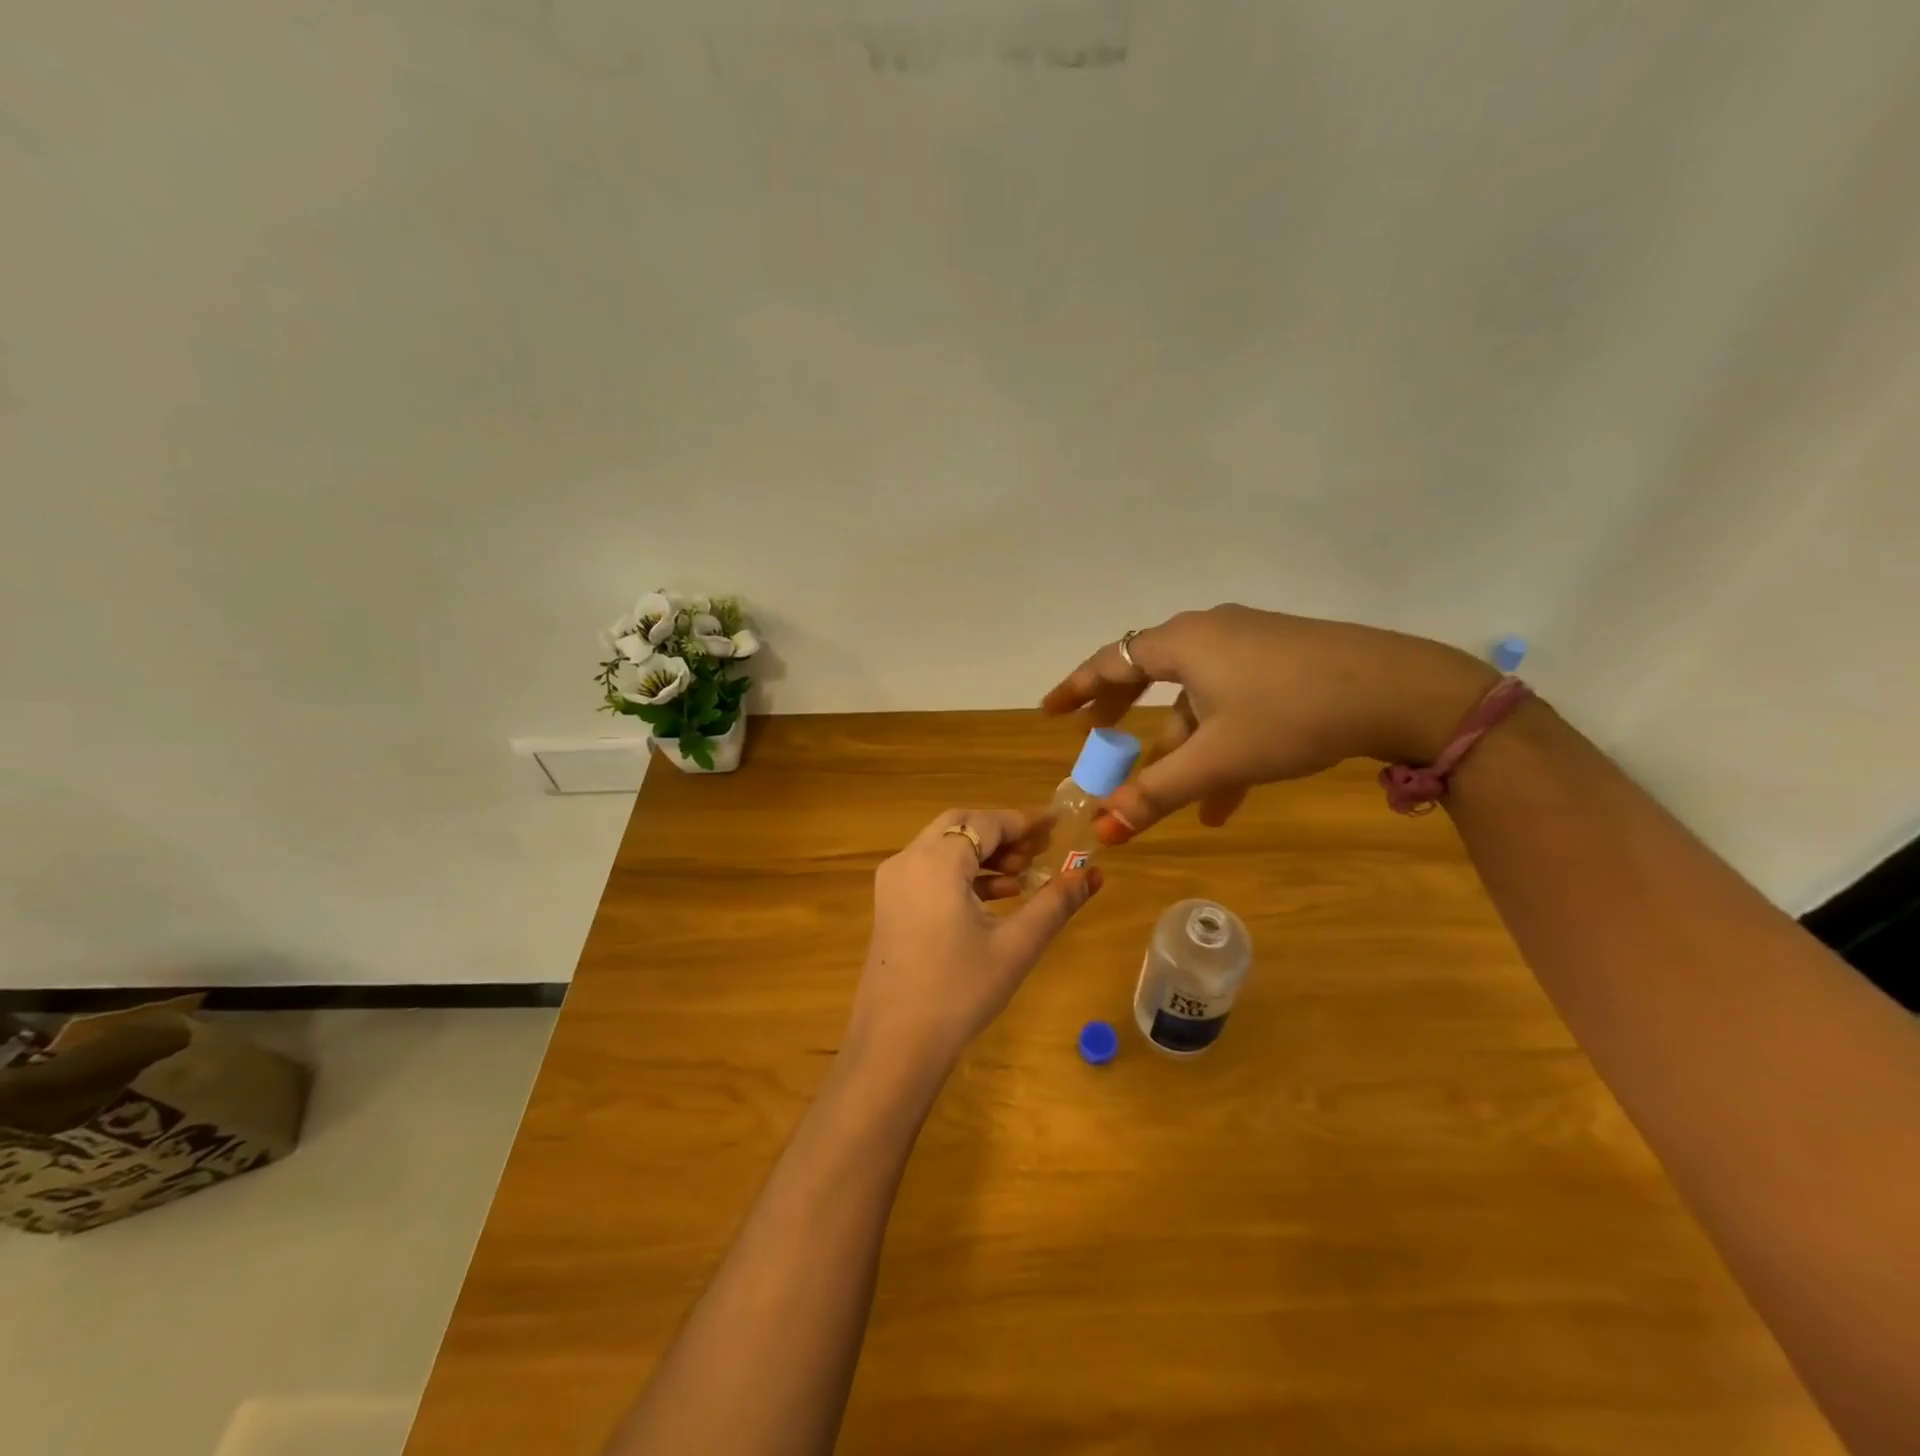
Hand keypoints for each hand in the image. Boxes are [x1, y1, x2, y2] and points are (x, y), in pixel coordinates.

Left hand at [844, 809, 1102, 1083]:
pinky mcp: (890, 904)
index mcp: (936, 861)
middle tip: (1041, 849)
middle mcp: (908, 860)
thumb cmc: (959, 991)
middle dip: (1002, 833)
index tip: (1058, 824)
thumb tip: (1092, 874)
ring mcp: (894, 882)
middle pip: (960, 824)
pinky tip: (996, 896)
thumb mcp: (1016, 945)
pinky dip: (963, 872)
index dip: (1024, 821)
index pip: (986, 823)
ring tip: (1025, 875)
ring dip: (983, 852)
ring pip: (943, 846)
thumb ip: (1055, 903)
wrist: (896, 1044)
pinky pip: (930, 870)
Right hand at [1042, 605, 1497, 840]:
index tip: (1051, 710)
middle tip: (1099, 740)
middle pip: (1150, 673)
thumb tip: (1101, 831)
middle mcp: (1210, 632)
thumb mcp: (1218, 759)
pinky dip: (1219, 741)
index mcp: (1184, 643)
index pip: (1112, 661)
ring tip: (1180, 801)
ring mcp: (1250, 643)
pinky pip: (1232, 699)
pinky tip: (1227, 797)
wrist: (1400, 690)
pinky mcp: (1283, 659)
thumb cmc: (1292, 715)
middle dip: (1124, 714)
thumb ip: (1156, 792)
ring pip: (1197, 697)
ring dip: (1182, 746)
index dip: (1077, 688)